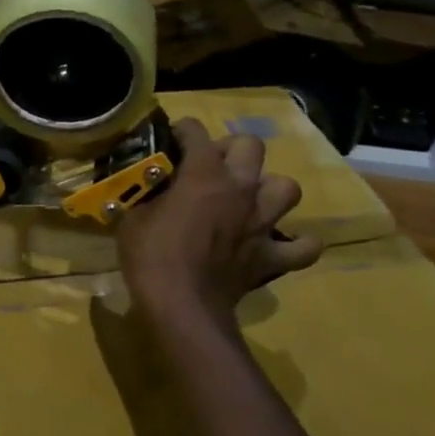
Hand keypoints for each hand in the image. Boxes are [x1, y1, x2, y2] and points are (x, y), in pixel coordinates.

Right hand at [118, 118, 323, 318]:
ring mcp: (261, 223)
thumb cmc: (151, 255)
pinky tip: (281, 244)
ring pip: (286, 188)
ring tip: (250, 200)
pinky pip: (303, 248)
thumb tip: (143, 187)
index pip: (196, 131)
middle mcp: (240, 190)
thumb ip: (145, 195)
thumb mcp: (132, 217)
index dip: (182, 131)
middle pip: (251, 146)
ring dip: (269, 190)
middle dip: (232, 150)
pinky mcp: (271, 256)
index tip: (171, 140)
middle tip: (212, 167)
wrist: (181, 305)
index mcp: (203, 174)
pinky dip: (297, 245)